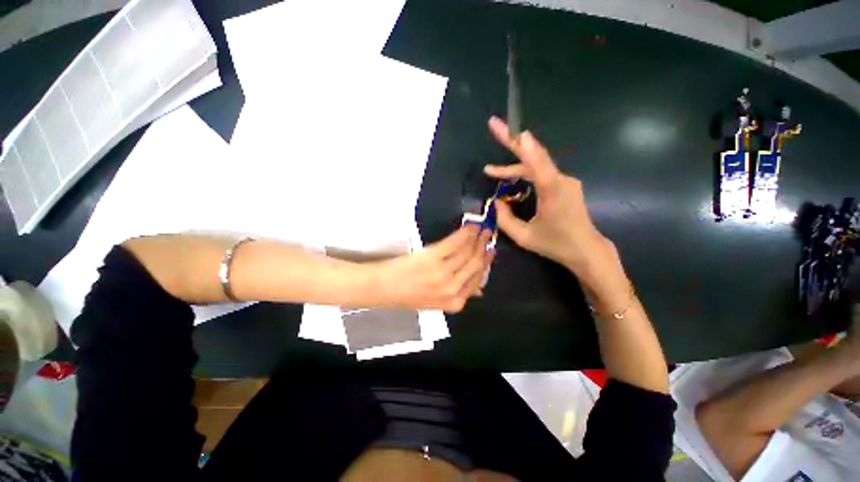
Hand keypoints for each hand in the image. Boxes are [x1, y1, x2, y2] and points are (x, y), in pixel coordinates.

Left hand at [372, 226, 494, 312]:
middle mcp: (452, 288)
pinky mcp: (433, 258)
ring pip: (468, 252)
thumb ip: (459, 295)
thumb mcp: (437, 302)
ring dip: (476, 238)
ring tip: (480, 228)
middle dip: (484, 248)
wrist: (383, 287)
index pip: (478, 280)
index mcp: (455, 302)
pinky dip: (464, 233)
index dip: (486, 264)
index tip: (490, 251)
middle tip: (488, 235)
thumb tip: (479, 290)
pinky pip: (455, 243)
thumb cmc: (407, 295)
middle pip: (476, 264)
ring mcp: (443, 273)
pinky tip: (468, 227)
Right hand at [483, 117, 610, 274]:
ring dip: (513, 167)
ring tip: (492, 172)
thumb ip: (505, 219)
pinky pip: (542, 173)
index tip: (515, 130)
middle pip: (534, 156)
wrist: (586, 250)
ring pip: (536, 166)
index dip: (525, 146)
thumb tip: (497, 202)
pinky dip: (524, 173)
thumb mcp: (523, 237)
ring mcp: (565, 181)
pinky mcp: (565, 184)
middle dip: (512, 141)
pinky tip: (512, 180)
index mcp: (552, 192)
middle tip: (493, 126)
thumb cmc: (555, 244)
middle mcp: (561, 180)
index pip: (538, 164)